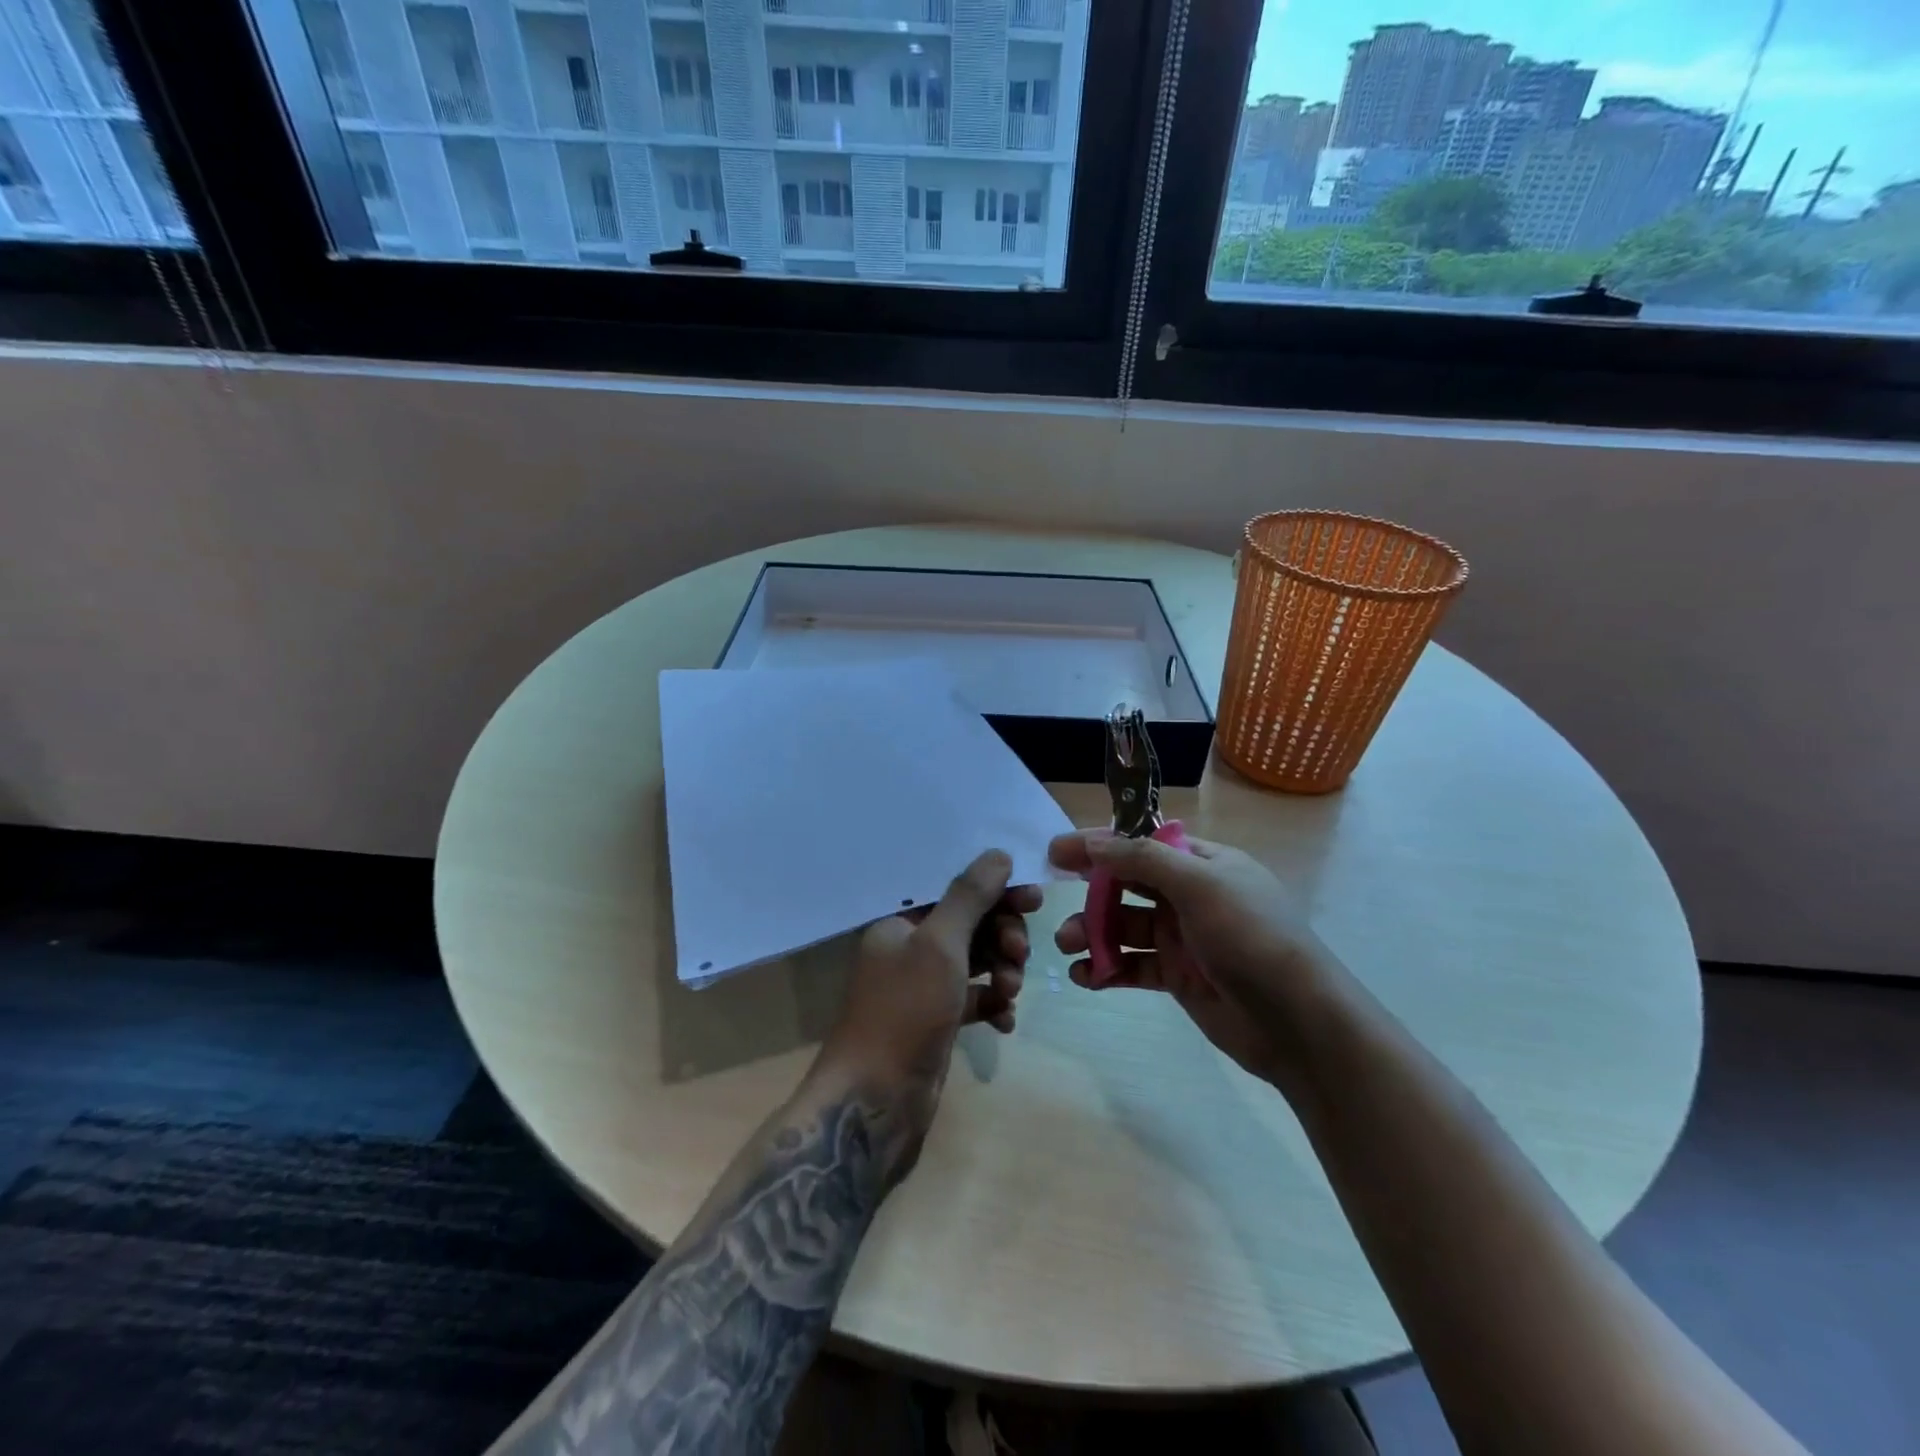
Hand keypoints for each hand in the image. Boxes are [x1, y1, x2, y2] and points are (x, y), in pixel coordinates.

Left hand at [822, 850, 1040, 1100]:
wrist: (875, 1100)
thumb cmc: (905, 1010)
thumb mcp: (940, 945)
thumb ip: (970, 896)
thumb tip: (998, 854)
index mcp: (900, 922)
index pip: (955, 891)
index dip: (996, 892)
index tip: (1034, 899)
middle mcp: (909, 949)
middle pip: (970, 926)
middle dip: (1002, 936)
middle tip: (1019, 953)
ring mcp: (923, 987)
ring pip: (976, 962)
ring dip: (1001, 971)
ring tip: (1010, 992)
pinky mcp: (936, 1022)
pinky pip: (974, 999)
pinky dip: (993, 1004)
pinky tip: (1006, 1021)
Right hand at [1049, 831, 1337, 1084]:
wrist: (1298, 1023)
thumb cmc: (1251, 937)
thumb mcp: (1200, 885)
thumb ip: (1144, 861)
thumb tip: (1095, 843)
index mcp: (1204, 863)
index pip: (1142, 844)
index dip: (1099, 844)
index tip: (1057, 851)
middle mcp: (1191, 895)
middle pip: (1128, 884)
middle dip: (1090, 892)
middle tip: (1050, 899)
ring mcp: (1184, 938)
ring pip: (1125, 927)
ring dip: (1093, 932)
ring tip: (1068, 946)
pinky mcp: (1178, 977)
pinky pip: (1133, 966)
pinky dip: (1108, 969)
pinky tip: (1086, 977)